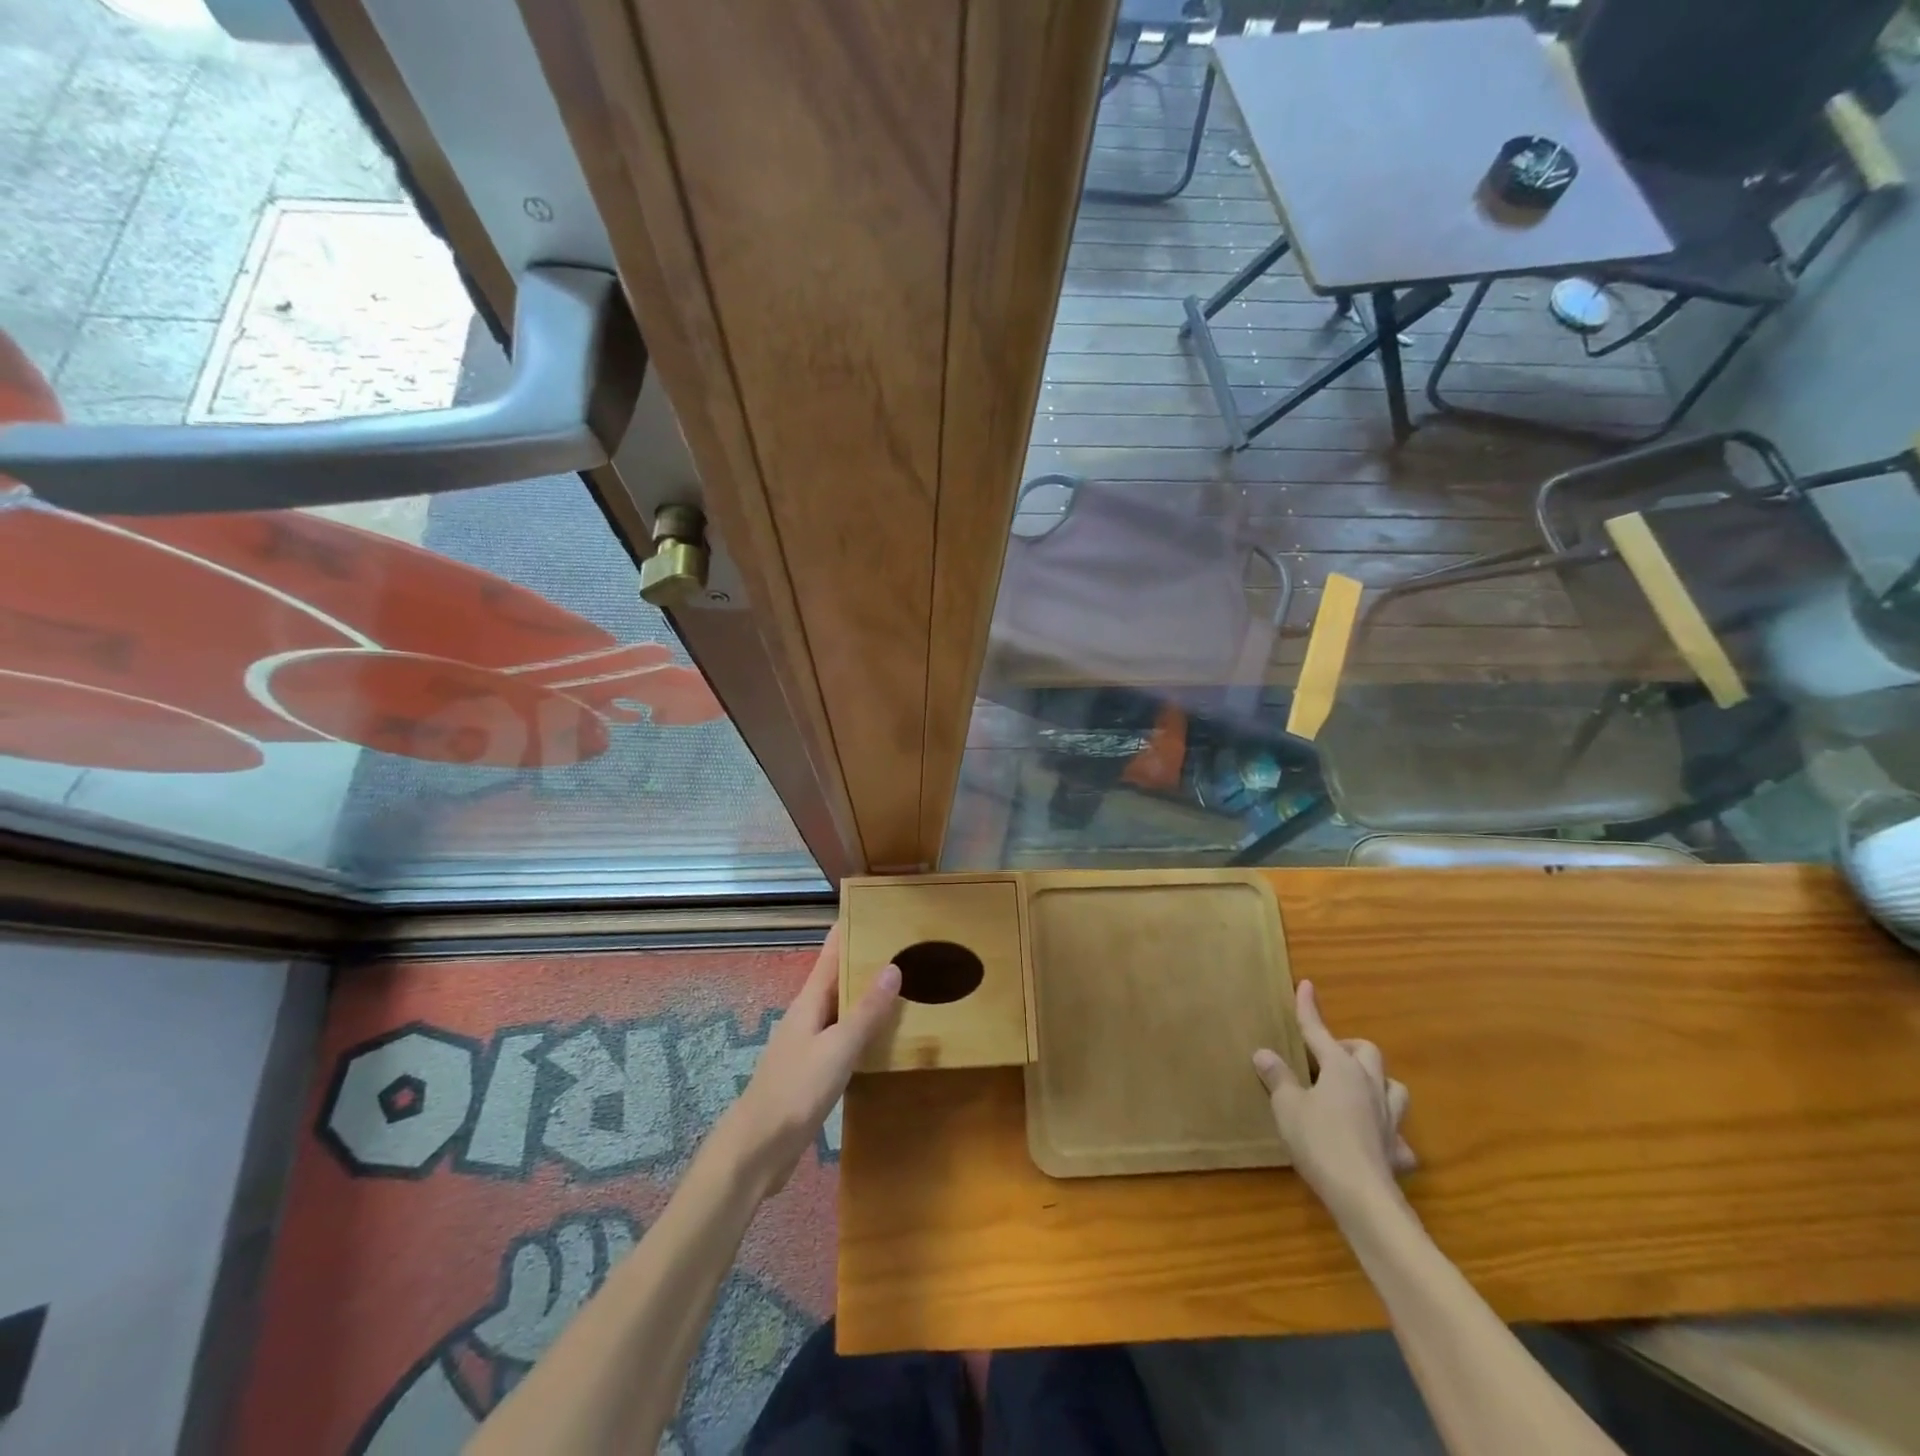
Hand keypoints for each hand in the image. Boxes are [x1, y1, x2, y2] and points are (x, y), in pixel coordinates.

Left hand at [721, 922, 899, 1195]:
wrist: (758, 1150)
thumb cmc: (796, 1091)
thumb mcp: (838, 1049)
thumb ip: (866, 1012)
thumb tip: (893, 967)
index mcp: (809, 1002)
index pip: (830, 954)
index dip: (848, 929)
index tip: (873, 908)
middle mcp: (808, 1016)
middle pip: (838, 978)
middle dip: (866, 960)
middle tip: (905, 946)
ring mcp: (809, 1044)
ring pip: (843, 1009)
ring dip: (868, 996)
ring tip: (904, 985)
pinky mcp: (814, 1071)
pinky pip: (844, 1038)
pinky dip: (865, 1030)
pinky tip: (885, 1038)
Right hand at [1253, 980, 1415, 1223]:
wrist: (1361, 1195)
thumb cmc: (1318, 1140)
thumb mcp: (1286, 1105)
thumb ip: (1277, 1077)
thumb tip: (1264, 1053)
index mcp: (1340, 1068)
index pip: (1319, 1030)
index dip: (1309, 1008)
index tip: (1306, 985)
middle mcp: (1369, 1085)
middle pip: (1366, 1051)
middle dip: (1346, 1047)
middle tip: (1323, 1057)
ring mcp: (1388, 1118)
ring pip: (1393, 1087)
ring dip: (1375, 1082)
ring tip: (1354, 1090)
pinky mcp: (1397, 1150)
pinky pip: (1398, 1135)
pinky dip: (1387, 1133)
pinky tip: (1374, 1141)